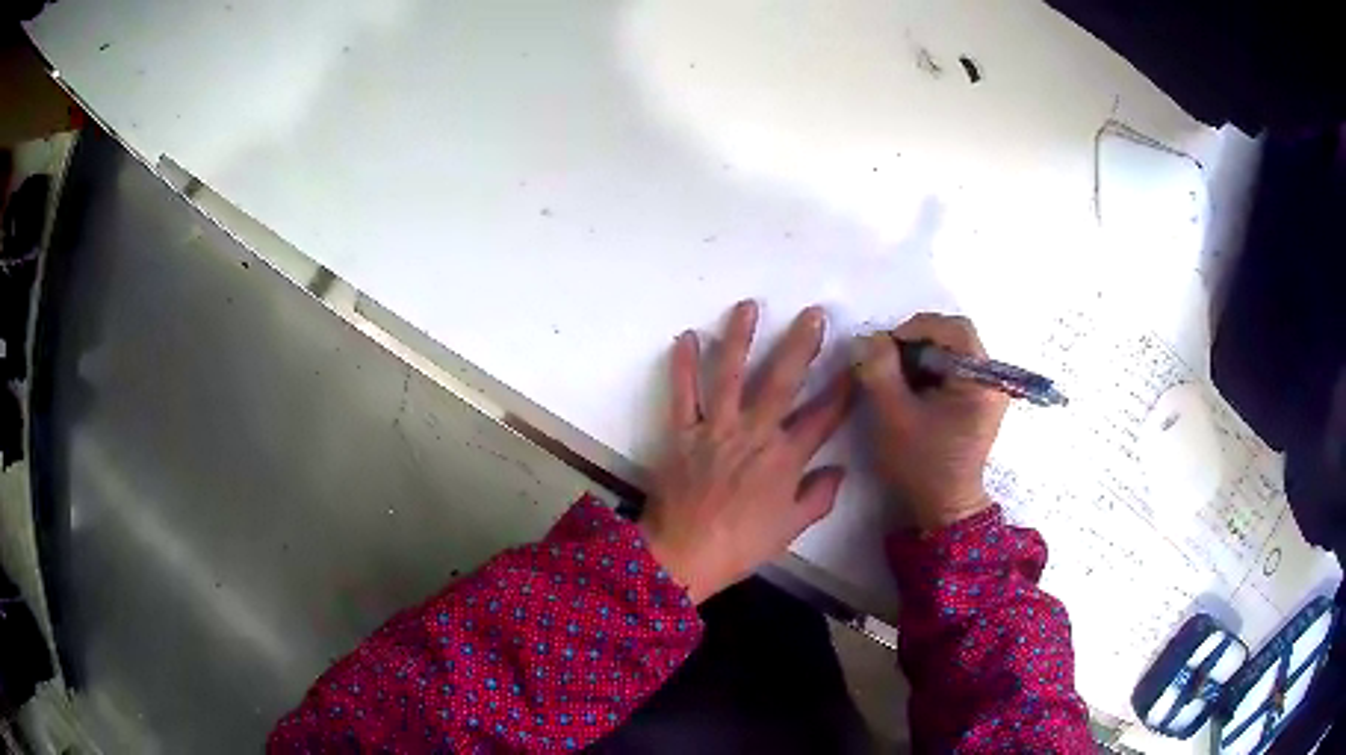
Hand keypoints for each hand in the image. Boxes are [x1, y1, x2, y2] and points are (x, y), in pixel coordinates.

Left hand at [639, 301, 852, 603]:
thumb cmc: (741, 545)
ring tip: (748, 306)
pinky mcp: (682, 432)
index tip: (856, 364)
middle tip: (813, 314)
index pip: (823, 417)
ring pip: (730, 374)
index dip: (843, 389)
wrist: (684, 555)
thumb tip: (838, 470)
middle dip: (801, 345)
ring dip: (740, 338)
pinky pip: (682, 393)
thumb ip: (819, 496)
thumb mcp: (790, 528)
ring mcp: (715, 428)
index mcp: (785, 458)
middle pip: (782, 382)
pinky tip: (685, 336)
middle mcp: (754, 434)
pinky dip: (682, 364)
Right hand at [852, 314, 1007, 532]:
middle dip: (916, 344)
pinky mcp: (977, 402)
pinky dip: (928, 373)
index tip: (884, 346)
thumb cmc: (922, 464)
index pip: (954, 329)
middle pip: (954, 338)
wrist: (944, 508)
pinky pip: (952, 371)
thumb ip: (879, 370)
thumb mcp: (893, 415)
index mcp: (981, 379)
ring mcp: (987, 391)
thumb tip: (867, 339)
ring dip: (920, 358)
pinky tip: (909, 391)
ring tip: (894, 378)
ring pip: (951, 353)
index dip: (916, 328)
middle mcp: (991, 379)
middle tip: (886, 361)